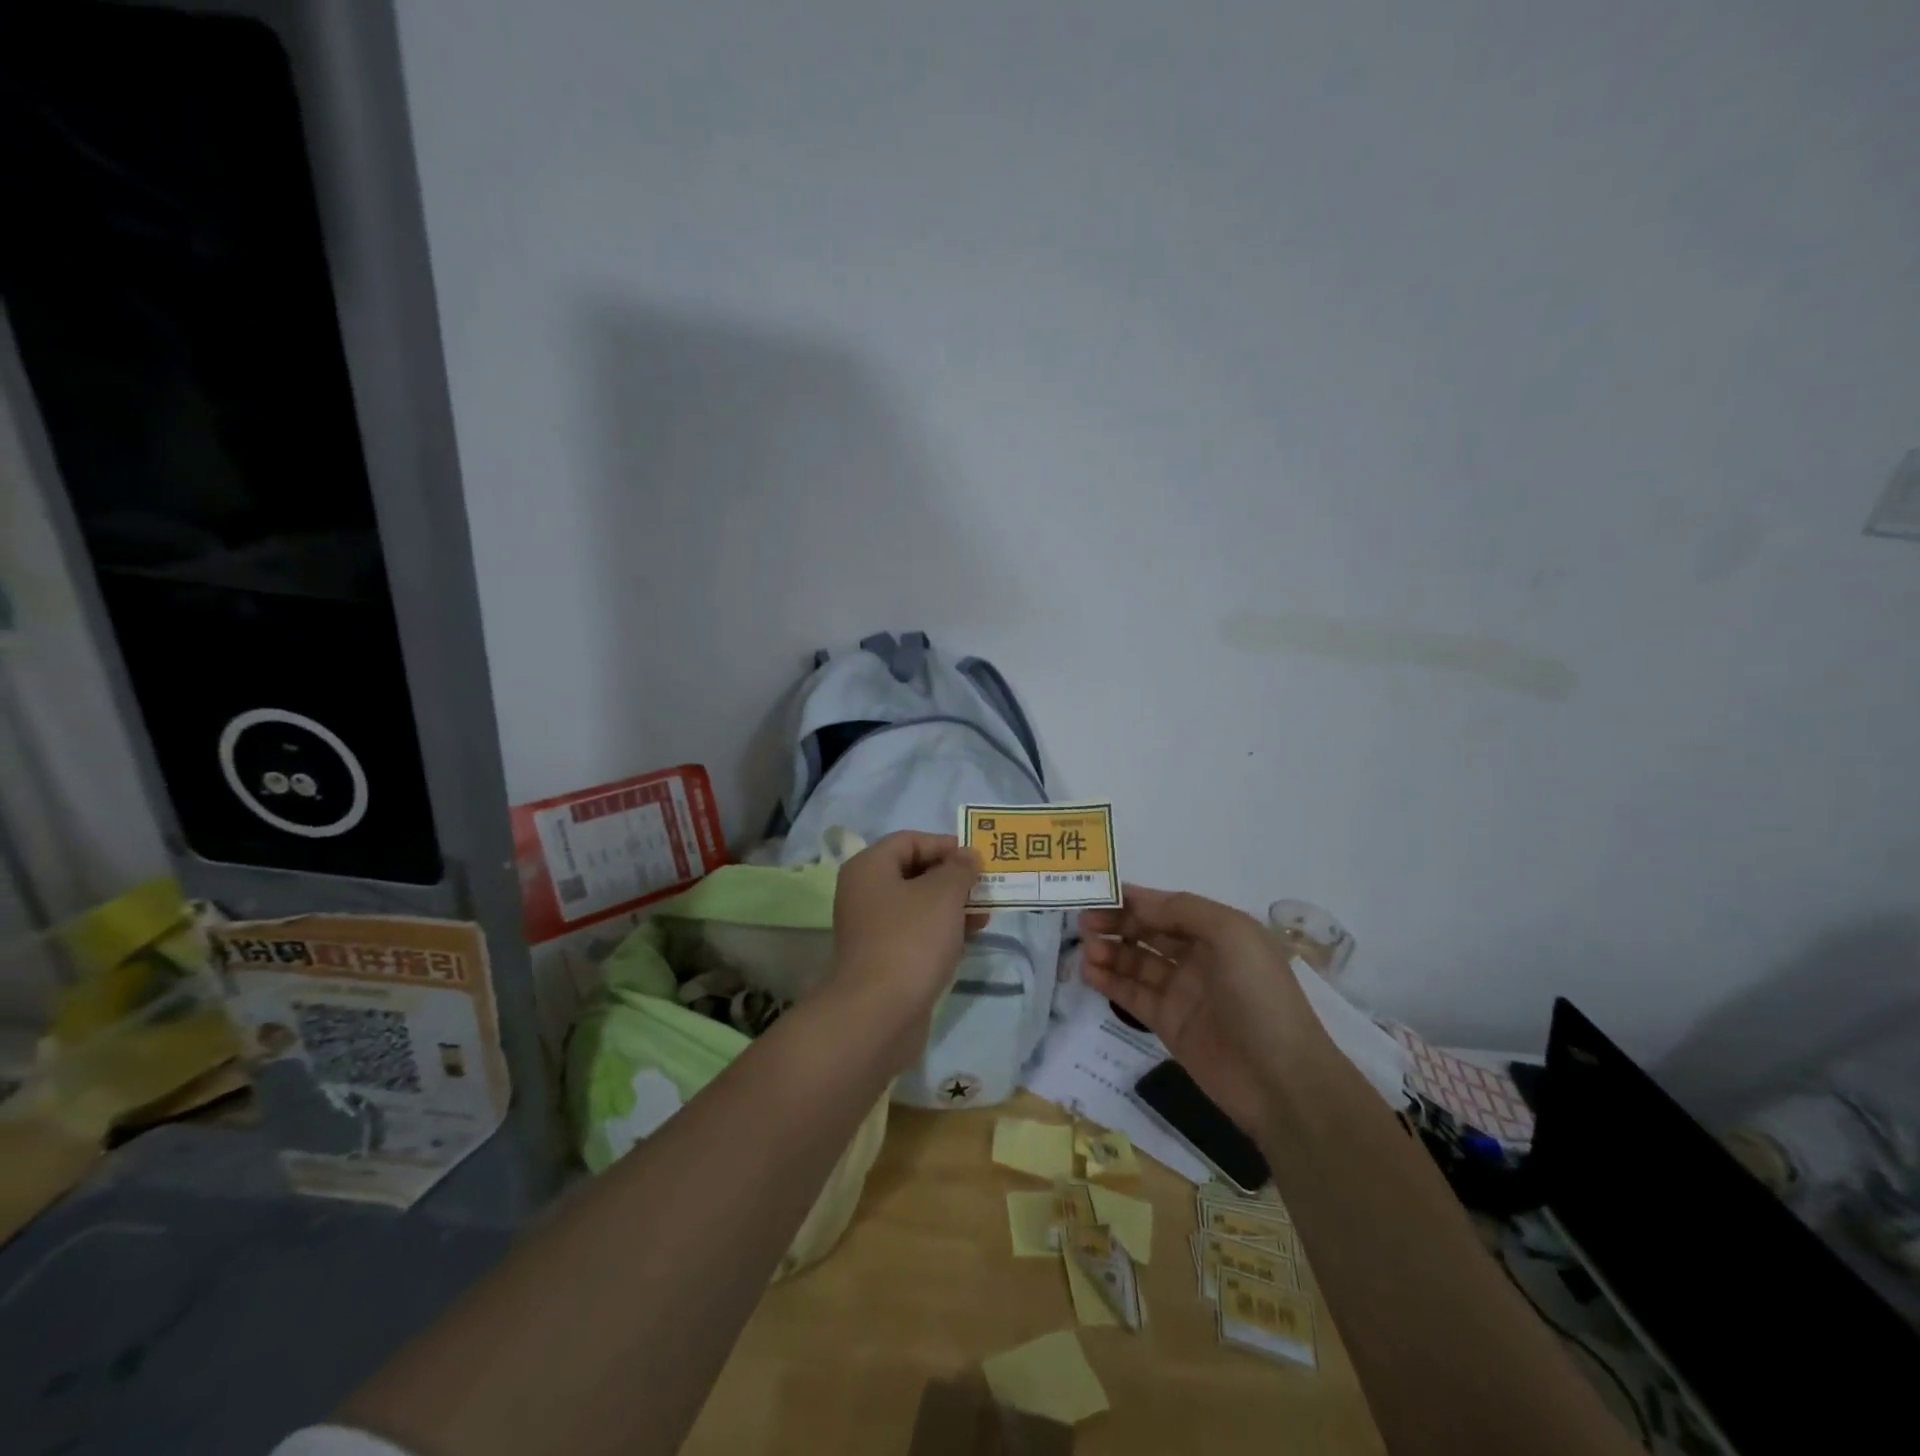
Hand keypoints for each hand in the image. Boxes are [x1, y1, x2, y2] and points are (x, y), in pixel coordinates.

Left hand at [829, 832, 984, 1063]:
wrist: (879, 1013)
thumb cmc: (911, 940)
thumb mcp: (943, 895)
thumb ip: (959, 869)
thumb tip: (966, 856)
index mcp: (869, 868)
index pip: (909, 840)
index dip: (944, 845)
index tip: (976, 859)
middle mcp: (865, 893)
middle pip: (914, 872)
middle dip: (952, 877)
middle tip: (985, 886)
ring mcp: (872, 929)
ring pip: (918, 905)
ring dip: (952, 906)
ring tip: (985, 914)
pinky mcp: (883, 959)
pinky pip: (915, 934)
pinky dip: (941, 932)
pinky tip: (968, 939)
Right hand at [1081, 886, 1313, 1141]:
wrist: (1281, 1081)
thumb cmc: (1259, 996)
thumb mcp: (1231, 934)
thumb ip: (1181, 909)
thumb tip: (1136, 899)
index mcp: (1219, 931)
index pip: (1168, 907)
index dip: (1135, 900)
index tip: (1098, 894)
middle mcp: (1200, 957)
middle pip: (1149, 932)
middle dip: (1117, 923)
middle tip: (1084, 923)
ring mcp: (1183, 992)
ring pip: (1136, 963)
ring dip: (1110, 952)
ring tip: (1086, 950)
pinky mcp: (1168, 1024)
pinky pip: (1133, 995)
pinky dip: (1110, 982)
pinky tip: (1089, 972)